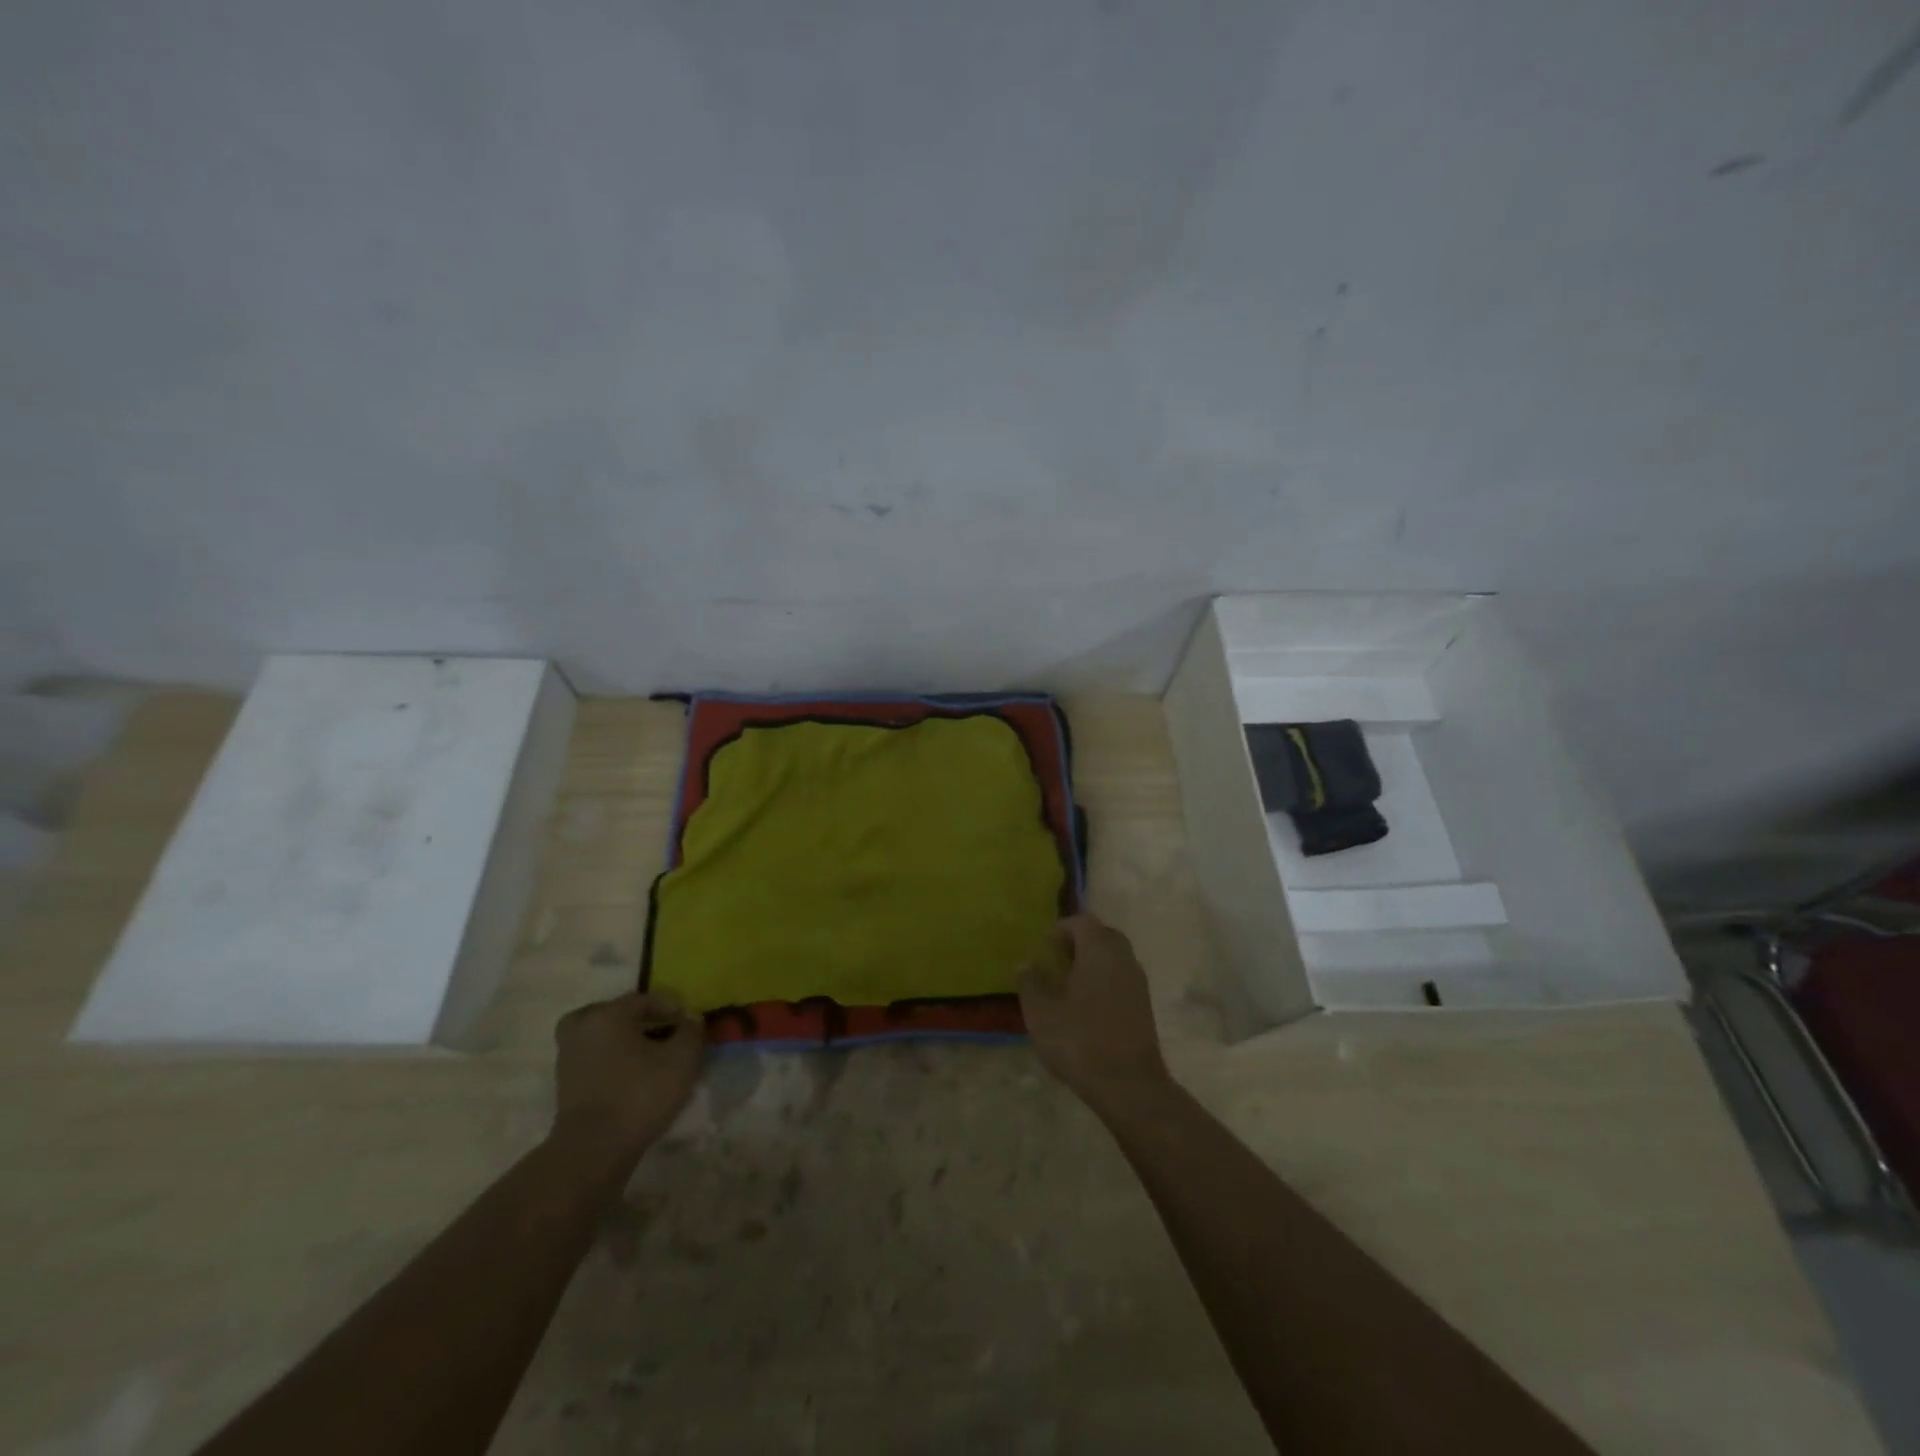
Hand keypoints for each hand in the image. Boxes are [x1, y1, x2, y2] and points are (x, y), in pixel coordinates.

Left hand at [551, 991, 703, 1166]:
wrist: (593, 1150)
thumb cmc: (640, 1094)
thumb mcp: (682, 1059)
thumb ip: (691, 1031)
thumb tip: (691, 1019)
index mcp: (606, 1015)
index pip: (644, 999)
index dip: (672, 1008)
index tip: (689, 1026)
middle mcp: (581, 1030)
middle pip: (615, 1014)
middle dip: (641, 1021)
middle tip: (663, 1034)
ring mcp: (568, 1059)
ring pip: (602, 1037)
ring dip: (624, 1042)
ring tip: (649, 1057)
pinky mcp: (566, 1087)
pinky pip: (594, 1060)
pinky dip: (612, 1062)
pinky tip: (633, 1077)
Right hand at [1019, 914, 1171, 1115]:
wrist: (1129, 1084)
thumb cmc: (1079, 1039)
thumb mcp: (1041, 1011)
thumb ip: (1031, 982)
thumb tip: (1027, 964)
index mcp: (1099, 949)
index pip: (1082, 921)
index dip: (1060, 929)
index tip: (1043, 949)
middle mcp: (1123, 958)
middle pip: (1102, 936)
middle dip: (1078, 944)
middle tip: (1056, 963)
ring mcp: (1138, 983)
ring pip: (1114, 959)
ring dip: (1092, 964)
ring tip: (1068, 988)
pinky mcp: (1144, 1007)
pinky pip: (1121, 980)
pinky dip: (1104, 983)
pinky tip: (1086, 1009)